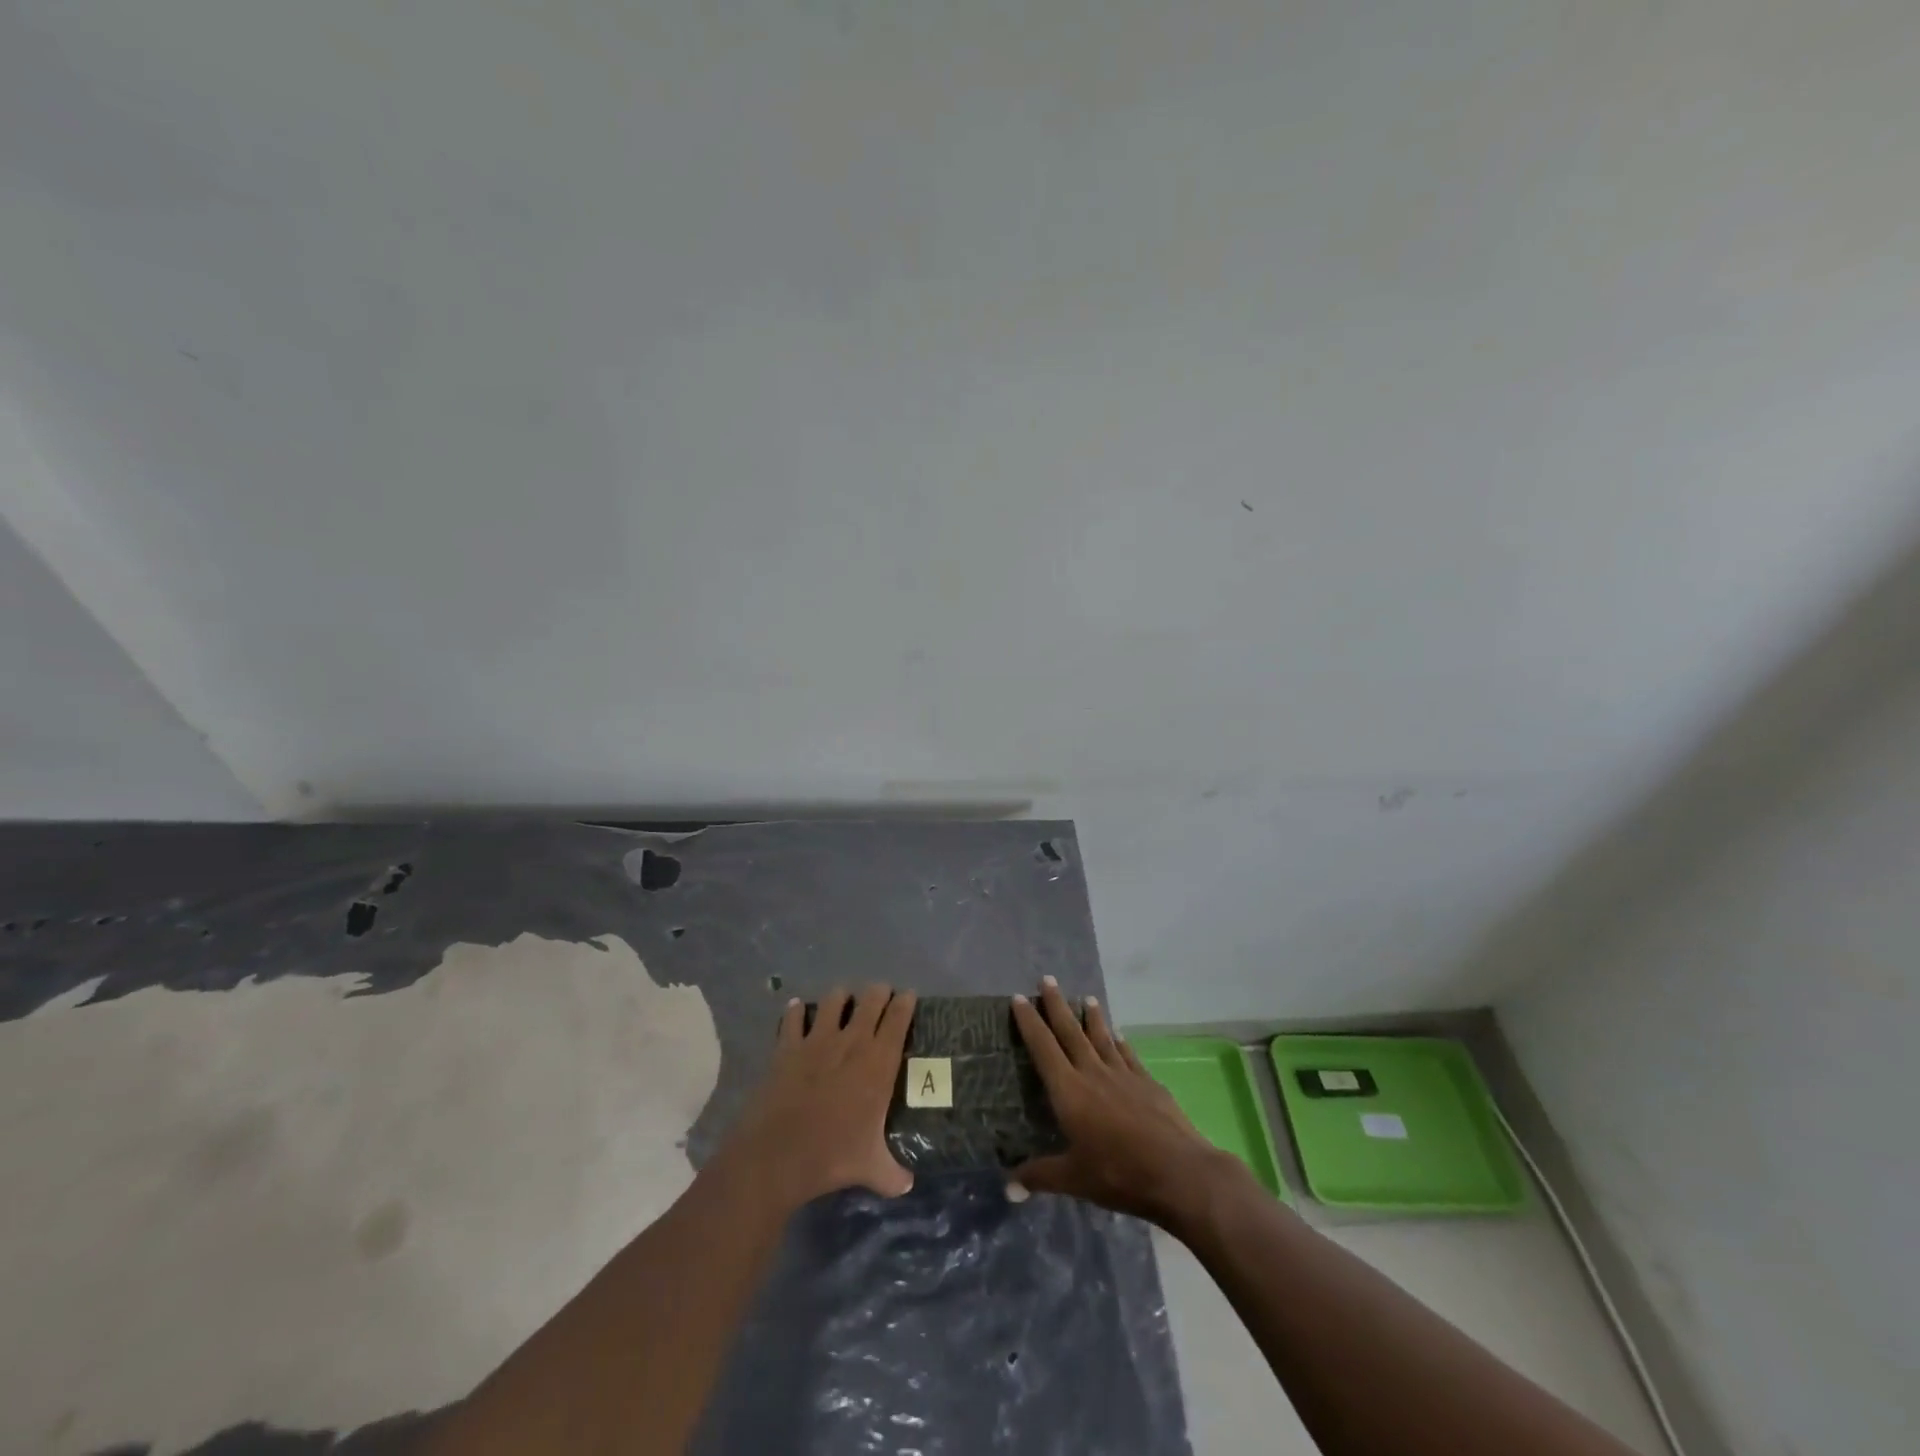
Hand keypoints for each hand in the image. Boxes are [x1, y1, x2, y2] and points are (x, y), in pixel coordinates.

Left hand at [716, 984, 917, 1211]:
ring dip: (840, 997)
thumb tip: (908, 1185)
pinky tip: (797, 1008)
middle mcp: (852, 1042)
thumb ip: (893, 1174)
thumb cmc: (833, 1156)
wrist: (779, 1154)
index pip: (898, 1019)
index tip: (909, 995)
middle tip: (881, 994)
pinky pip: (792, 1018)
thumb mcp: (872, 1168)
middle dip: (878, 992)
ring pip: (833, 1000)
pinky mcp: (788, 1047)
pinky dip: (796, 1011)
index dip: (905, 1003)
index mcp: (879, 1063)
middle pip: (870, 1000)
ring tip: (842, 999)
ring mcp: (817, 1040)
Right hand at [1010, 978, 1235, 1226]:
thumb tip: (1007, 1187)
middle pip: (1071, 1032)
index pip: (1043, 1048)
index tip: (1020, 998)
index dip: (1029, 1022)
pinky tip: (1120, 1036)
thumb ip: (1040, 1176)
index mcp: (1069, 1090)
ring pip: (1102, 1037)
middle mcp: (1093, 1073)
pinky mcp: (1148, 1083)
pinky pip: (1129, 1055)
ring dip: (1092, 1017)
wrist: (1179, 1172)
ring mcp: (1124, 1075)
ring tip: (1086, 998)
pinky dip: (1121, 1043)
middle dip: (1057, 1005)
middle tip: (1048, 979)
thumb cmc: (1119, 1173)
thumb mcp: (1073, 1179)